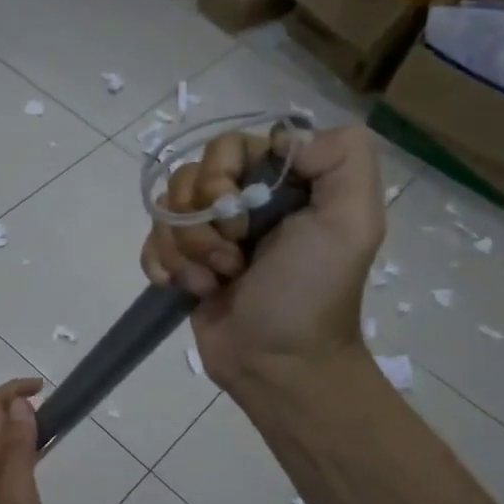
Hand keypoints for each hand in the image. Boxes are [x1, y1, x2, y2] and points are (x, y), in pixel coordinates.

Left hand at [0, 379, 44, 503]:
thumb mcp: (17, 486)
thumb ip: (17, 444)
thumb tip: (19, 404)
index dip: (15, 390)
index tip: (43, 389)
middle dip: (12, 403)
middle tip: (45, 410)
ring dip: (9, 425)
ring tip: (39, 433)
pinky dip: (8, 449)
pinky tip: (24, 468)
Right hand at [140, 125, 384, 389]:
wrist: (278, 365)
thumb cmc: (311, 294)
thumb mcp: (352, 221)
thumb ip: (342, 158)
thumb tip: (282, 138)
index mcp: (282, 183)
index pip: (229, 146)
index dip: (221, 176)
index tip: (240, 218)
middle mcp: (244, 200)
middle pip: (190, 177)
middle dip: (202, 222)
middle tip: (232, 259)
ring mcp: (210, 233)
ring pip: (167, 210)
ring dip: (187, 251)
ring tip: (214, 282)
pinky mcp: (184, 263)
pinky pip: (152, 241)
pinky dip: (162, 265)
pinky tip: (185, 289)